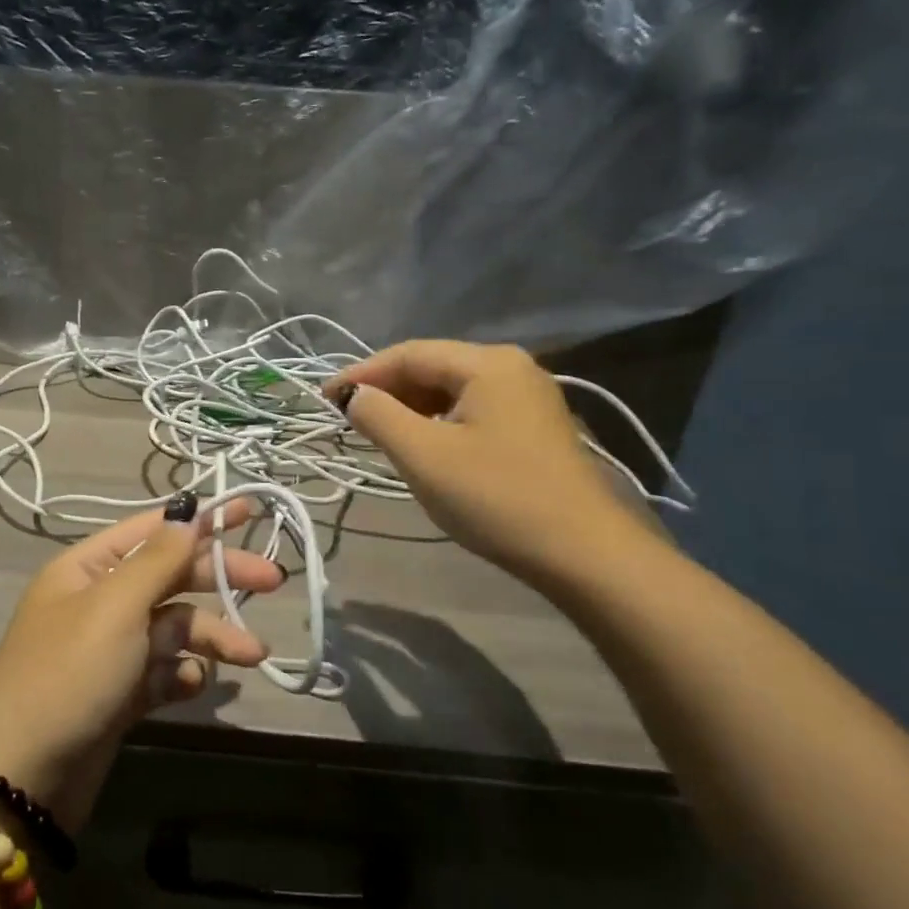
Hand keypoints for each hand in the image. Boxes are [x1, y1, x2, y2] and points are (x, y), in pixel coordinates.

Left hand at [0, 499, 277, 829]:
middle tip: (273, 582)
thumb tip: (188, 514)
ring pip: (173, 628)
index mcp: (87, 568)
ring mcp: (109, 649)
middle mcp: (98, 602)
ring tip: (252, 655)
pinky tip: (194, 685)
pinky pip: (162, 671)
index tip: (249, 511)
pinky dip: (182, 675)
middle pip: (170, 576)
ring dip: (211, 637)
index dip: (200, 519)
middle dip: (219, 579)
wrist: (23, 778)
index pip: (152, 530)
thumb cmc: (69, 674)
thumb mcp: (114, 607)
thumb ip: (158, 560)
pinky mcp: (118, 693)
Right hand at [327, 341, 653, 591]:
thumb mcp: (423, 456)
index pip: (408, 354)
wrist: (585, 554)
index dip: (360, 374)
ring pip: (451, 390)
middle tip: (348, 419)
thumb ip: (379, 416)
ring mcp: (528, 397)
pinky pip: (472, 410)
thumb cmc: (497, 498)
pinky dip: (438, 422)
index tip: (323, 399)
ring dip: (410, 408)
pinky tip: (423, 446)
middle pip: (432, 367)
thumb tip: (354, 396)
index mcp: (487, 363)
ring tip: (378, 434)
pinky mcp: (535, 427)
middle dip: (386, 390)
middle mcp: (512, 367)